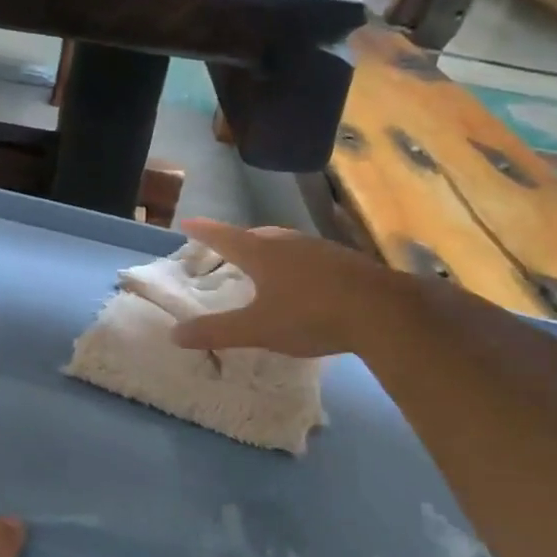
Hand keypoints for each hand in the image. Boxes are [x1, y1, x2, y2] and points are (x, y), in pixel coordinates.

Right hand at [170, 218, 391, 357]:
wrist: (382, 312)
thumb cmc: (310, 316)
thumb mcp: (257, 329)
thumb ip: (216, 331)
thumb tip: (174, 334)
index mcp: (262, 254)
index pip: (224, 237)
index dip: (204, 231)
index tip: (187, 222)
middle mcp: (289, 243)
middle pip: (256, 236)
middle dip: (237, 240)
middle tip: (226, 248)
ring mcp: (320, 249)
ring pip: (285, 243)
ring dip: (268, 250)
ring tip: (262, 263)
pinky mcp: (345, 261)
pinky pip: (308, 256)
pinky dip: (294, 263)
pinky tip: (302, 281)